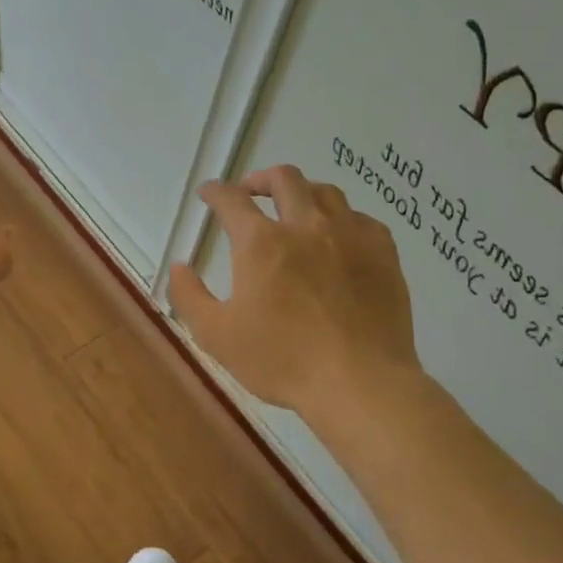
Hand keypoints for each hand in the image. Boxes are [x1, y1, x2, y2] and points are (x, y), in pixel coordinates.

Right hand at [169, 165, 422, 414]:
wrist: (360, 382)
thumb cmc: (281, 360)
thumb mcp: (216, 335)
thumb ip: (189, 296)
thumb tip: (179, 266)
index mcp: (261, 243)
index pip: (231, 200)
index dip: (215, 191)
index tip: (208, 193)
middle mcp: (305, 226)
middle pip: (284, 179)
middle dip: (260, 179)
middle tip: (250, 192)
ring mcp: (350, 236)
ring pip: (326, 191)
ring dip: (302, 193)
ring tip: (294, 208)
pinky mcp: (383, 253)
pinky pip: (360, 218)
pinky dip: (341, 218)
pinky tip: (338, 237)